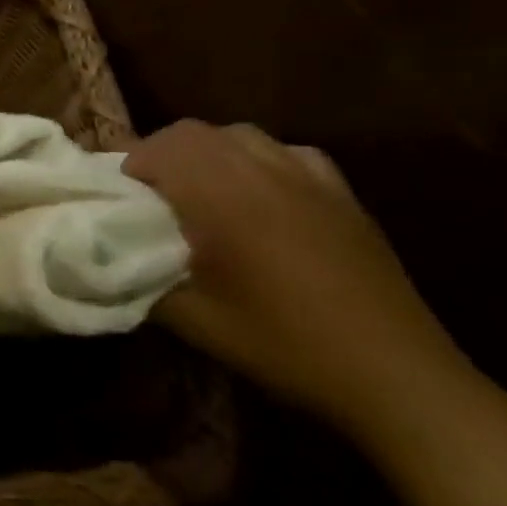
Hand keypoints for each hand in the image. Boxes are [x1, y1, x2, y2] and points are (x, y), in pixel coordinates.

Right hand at [124, 120, 473, 440]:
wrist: (392, 373)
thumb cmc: (282, 344)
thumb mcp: (194, 321)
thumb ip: (141, 279)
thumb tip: (113, 258)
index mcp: (220, 196)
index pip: (159, 149)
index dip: (131, 165)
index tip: (123, 197)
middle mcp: (260, 171)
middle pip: (193, 132)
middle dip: (162, 152)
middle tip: (153, 192)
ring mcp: (307, 177)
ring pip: (239, 134)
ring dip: (208, 151)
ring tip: (202, 188)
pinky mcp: (341, 193)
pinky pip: (288, 151)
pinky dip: (260, 159)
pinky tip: (263, 192)